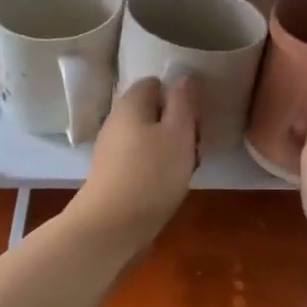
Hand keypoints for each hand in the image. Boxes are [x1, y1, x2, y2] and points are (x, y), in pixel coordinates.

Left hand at [69, 76, 198, 252]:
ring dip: (172, 150)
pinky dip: (158, 169)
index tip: (195, 117)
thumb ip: (183, 102)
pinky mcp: (113, 176)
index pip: (155, 83)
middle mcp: (117, 121)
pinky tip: (170, 187)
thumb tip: (183, 77)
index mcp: (131, 103)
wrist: (111, 228)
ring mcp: (112, 150)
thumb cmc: (151, 173)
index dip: (179, 96)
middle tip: (195, 145)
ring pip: (150, 139)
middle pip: (154, 113)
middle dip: (179, 126)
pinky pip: (142, 162)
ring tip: (187, 170)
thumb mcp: (179, 132)